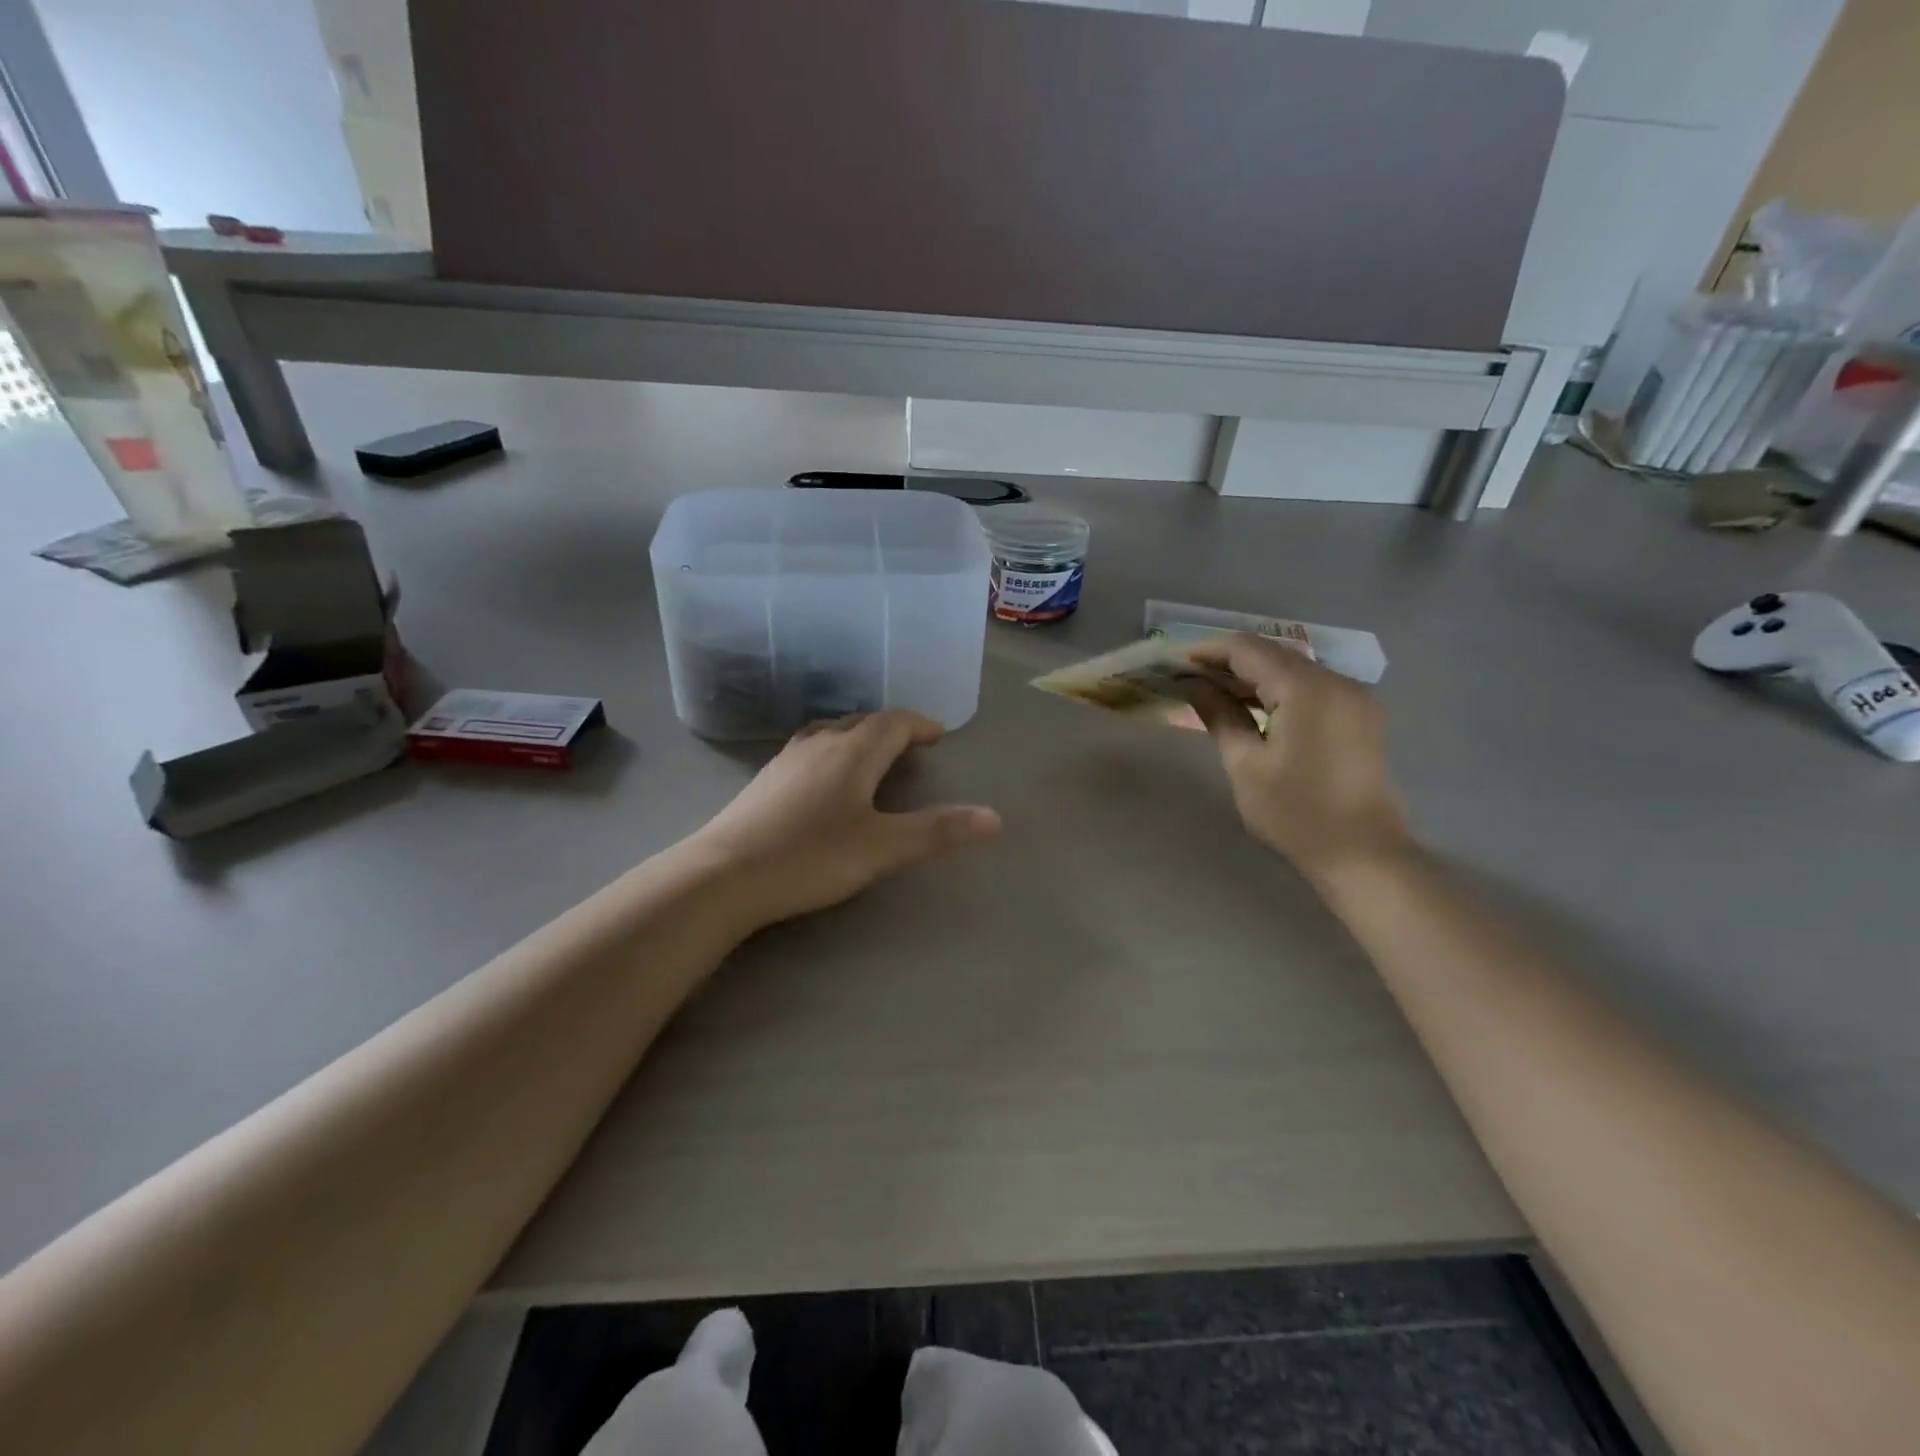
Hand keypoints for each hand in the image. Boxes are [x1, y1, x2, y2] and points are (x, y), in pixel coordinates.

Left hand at [690, 710, 1001, 927]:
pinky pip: (808, 751)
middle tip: (911, 745)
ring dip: (858, 737)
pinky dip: (831, 753)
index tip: (938, 735)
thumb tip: (995, 817)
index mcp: (853, 751)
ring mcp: (786, 760)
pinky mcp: (764, 781)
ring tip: (871, 756)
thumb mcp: (883, 848)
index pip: (894, 722)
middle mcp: (820, 744)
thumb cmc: (811, 856)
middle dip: (891, 729)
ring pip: (830, 733)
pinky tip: (823, 780)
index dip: (920, 724)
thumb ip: (938, 832)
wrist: (723, 875)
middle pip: (862, 722)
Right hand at [1185, 634, 1412, 883]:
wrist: (1363, 854)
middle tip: (1189, 679)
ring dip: (1253, 676)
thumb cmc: (1296, 813)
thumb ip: (1219, 715)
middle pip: (1272, 654)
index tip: (1176, 663)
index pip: (1248, 649)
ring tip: (1214, 693)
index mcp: (1305, 688)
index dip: (1208, 651)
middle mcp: (1335, 680)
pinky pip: (1311, 687)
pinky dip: (1279, 690)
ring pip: (1293, 668)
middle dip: (1228, 662)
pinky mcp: (1360, 714)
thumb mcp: (1245, 765)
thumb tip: (1194, 685)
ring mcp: (1353, 696)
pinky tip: (1254, 708)